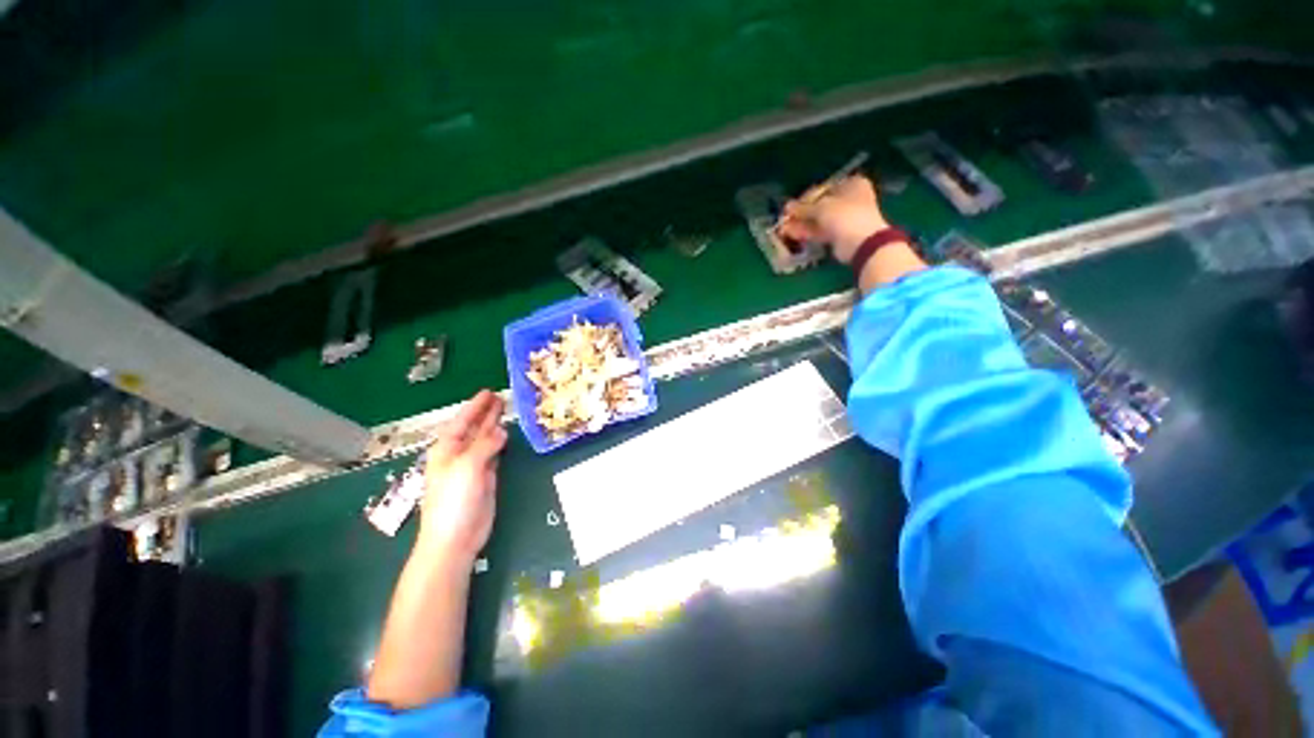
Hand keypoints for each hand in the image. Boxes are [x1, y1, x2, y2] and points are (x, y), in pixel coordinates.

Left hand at [416, 390, 507, 563]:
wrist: (455, 538)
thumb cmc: (453, 501)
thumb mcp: (468, 467)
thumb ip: (485, 446)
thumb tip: (501, 430)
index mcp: (447, 450)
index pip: (462, 421)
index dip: (475, 406)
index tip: (488, 392)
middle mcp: (459, 455)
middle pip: (473, 428)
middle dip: (485, 412)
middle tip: (500, 397)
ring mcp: (473, 466)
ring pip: (485, 439)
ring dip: (494, 425)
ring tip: (505, 410)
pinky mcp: (486, 477)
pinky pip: (494, 453)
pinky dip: (500, 443)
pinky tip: (506, 435)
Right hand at [777, 175, 888, 263]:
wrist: (860, 242)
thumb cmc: (844, 215)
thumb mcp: (820, 207)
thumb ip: (802, 207)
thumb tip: (787, 207)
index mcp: (851, 185)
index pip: (823, 188)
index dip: (805, 197)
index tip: (791, 206)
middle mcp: (849, 199)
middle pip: (820, 205)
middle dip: (801, 213)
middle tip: (785, 219)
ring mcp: (845, 218)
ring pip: (819, 220)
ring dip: (801, 224)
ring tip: (783, 229)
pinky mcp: (839, 235)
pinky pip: (820, 231)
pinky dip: (806, 232)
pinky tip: (791, 234)